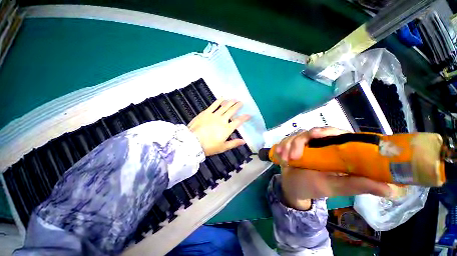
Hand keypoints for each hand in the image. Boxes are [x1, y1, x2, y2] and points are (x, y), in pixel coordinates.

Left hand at [188, 98, 250, 155]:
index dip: (245, 117)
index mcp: (227, 128)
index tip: (249, 114)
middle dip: (238, 106)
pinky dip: (219, 101)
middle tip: (241, 102)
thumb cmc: (209, 147)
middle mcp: (222, 119)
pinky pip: (214, 105)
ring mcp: (214, 115)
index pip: (238, 121)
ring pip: (224, 106)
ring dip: (230, 102)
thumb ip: (234, 143)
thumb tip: (244, 141)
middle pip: (232, 111)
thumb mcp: (223, 147)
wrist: (192, 142)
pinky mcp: (206, 112)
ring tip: (234, 99)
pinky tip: (222, 98)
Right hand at [276, 127, 391, 210]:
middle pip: (311, 132)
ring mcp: (303, 144)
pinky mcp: (291, 145)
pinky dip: (281, 147)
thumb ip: (357, 185)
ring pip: (295, 136)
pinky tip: (279, 155)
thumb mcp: (335, 187)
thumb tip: (391, 189)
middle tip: (294, 156)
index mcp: (334, 150)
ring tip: (285, 160)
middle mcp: (319, 144)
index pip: (335, 133)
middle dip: (299, 142)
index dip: (326, 131)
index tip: (316, 135)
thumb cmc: (314, 187)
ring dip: (288, 146)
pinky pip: (285, 140)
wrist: (293, 187)